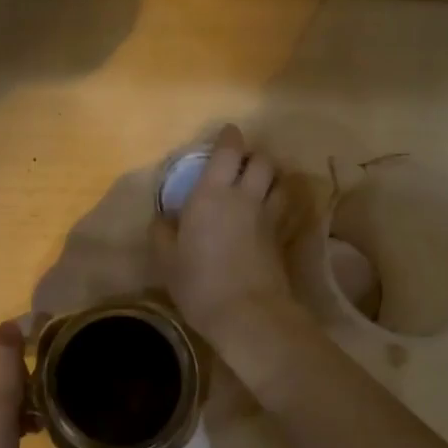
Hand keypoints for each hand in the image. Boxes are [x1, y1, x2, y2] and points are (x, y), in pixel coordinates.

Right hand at [152, 124, 300, 345]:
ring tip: (261, 183)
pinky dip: (280, 202)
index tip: (227, 133)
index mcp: (212, 194)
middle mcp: (244, 196)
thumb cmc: (199, 283)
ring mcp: (268, 216)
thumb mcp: (167, 260)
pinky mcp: (282, 238)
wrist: (248, 313)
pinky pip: (285, 208)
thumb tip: (163, 218)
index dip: (230, 137)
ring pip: (280, 181)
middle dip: (254, 155)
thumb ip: (162, 233)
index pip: (228, 151)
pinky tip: (271, 211)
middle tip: (242, 162)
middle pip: (262, 161)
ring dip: (271, 176)